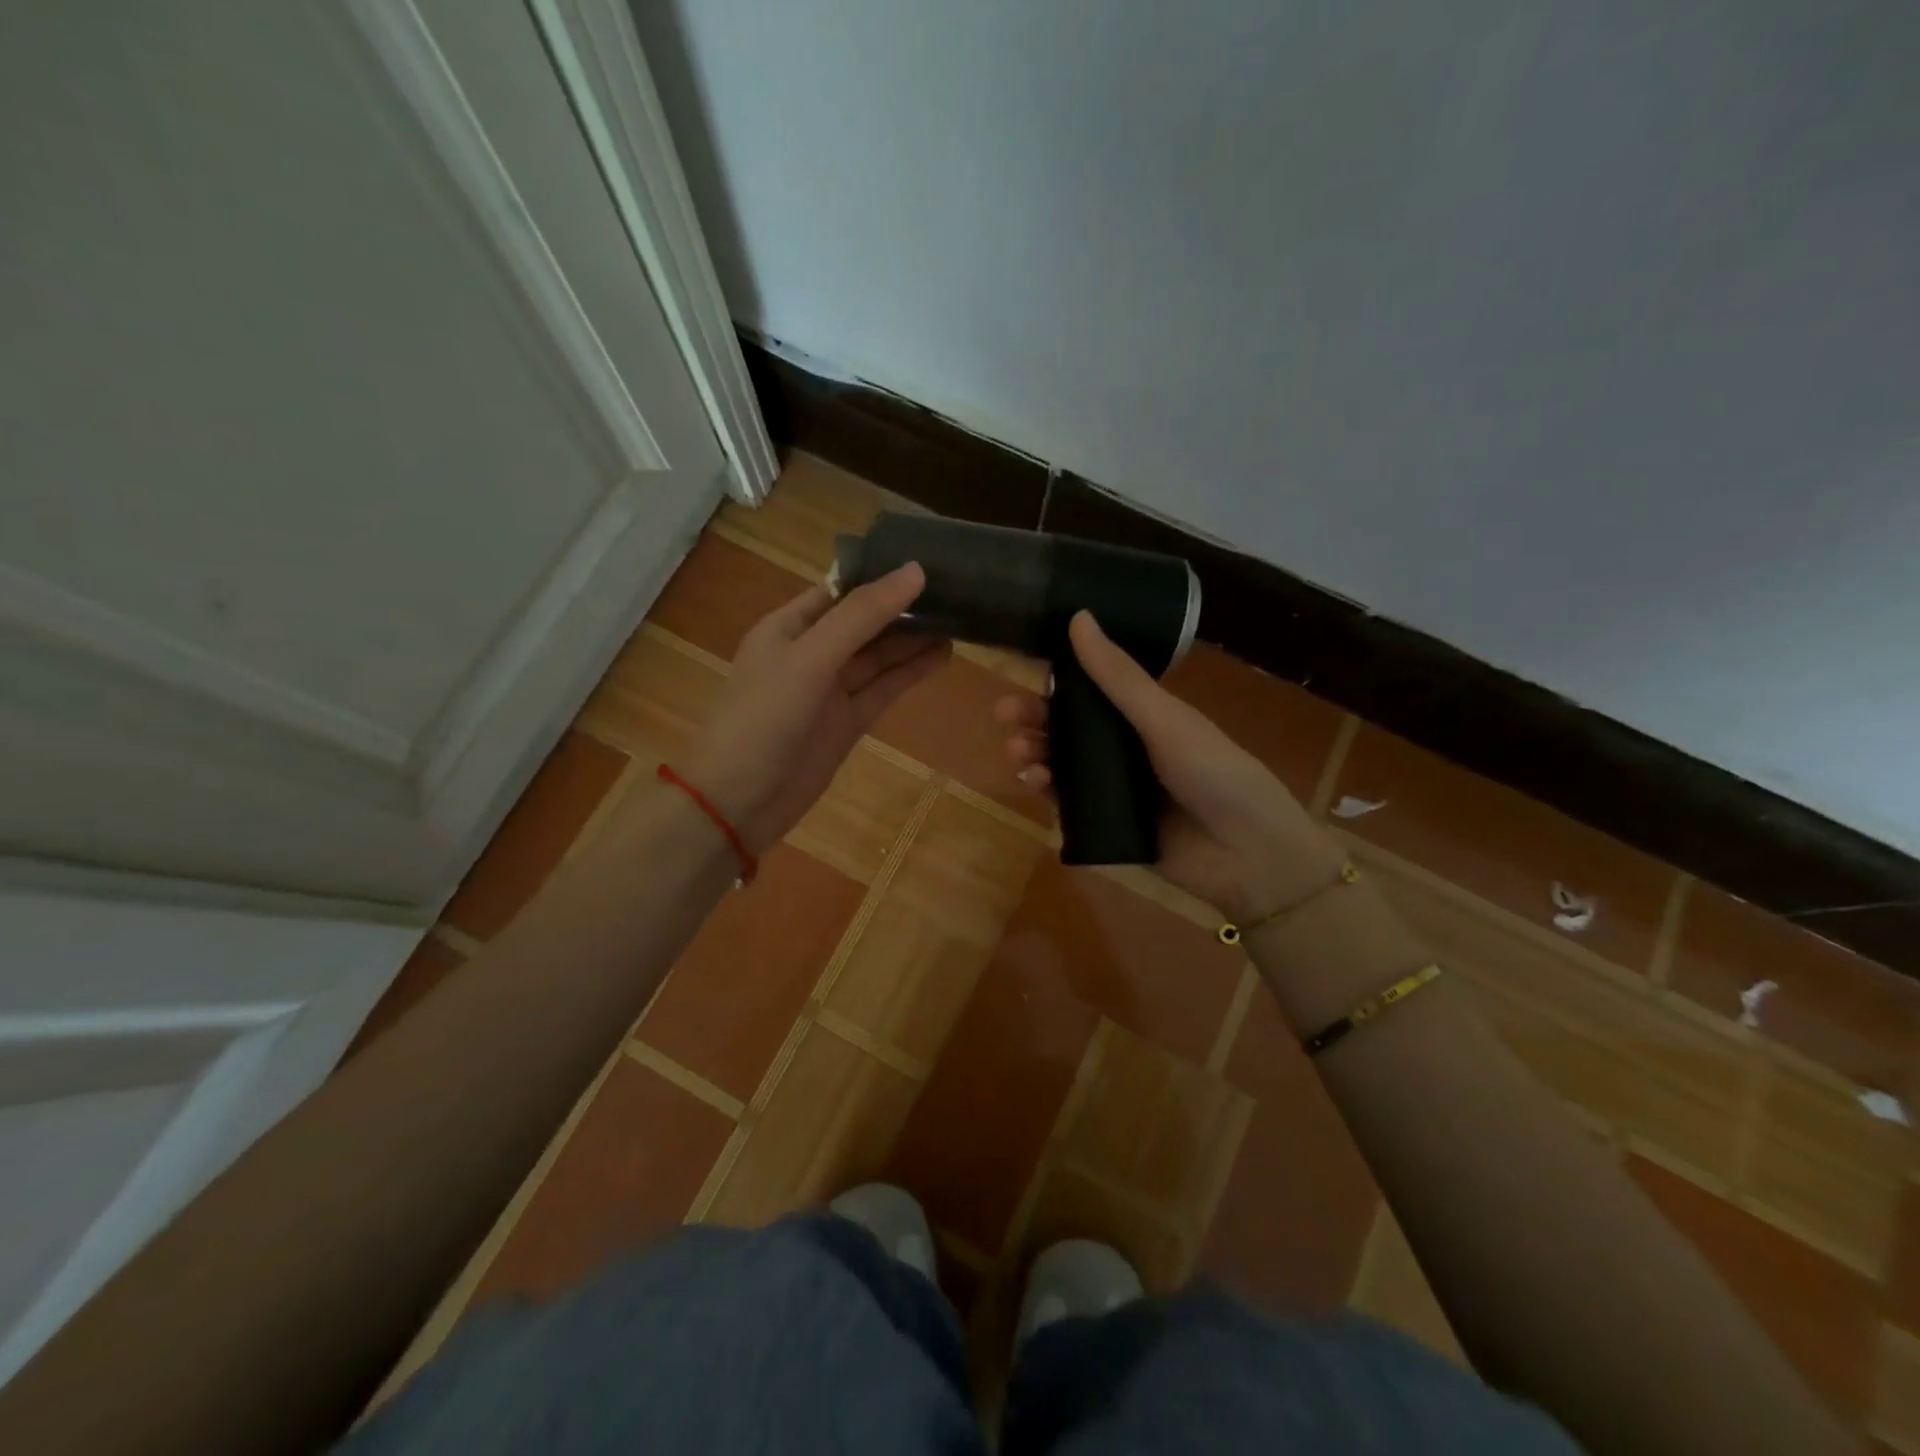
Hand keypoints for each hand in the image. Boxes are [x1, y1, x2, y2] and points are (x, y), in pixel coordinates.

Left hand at [687, 563, 948, 852]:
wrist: (737, 803)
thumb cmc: (763, 719)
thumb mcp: (809, 658)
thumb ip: (861, 617)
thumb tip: (915, 571)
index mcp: (788, 627)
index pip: (840, 590)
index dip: (880, 575)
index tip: (927, 560)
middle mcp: (810, 653)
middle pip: (864, 622)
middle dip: (903, 607)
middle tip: (955, 588)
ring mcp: (830, 691)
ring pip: (878, 657)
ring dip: (913, 639)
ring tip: (958, 617)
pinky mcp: (847, 724)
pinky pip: (883, 690)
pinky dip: (910, 674)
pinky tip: (942, 655)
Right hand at [997, 612, 1340, 920]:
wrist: (1248, 855)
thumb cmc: (1214, 773)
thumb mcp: (1164, 719)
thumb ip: (1119, 676)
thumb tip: (1079, 616)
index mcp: (1143, 715)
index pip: (1088, 690)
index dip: (1054, 680)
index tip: (1021, 671)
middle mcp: (1126, 747)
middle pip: (1067, 727)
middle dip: (1034, 718)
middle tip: (1006, 715)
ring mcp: (1116, 788)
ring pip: (1062, 763)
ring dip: (1034, 752)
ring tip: (1019, 753)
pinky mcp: (1108, 825)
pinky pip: (1067, 803)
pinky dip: (1046, 791)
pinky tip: (1034, 783)